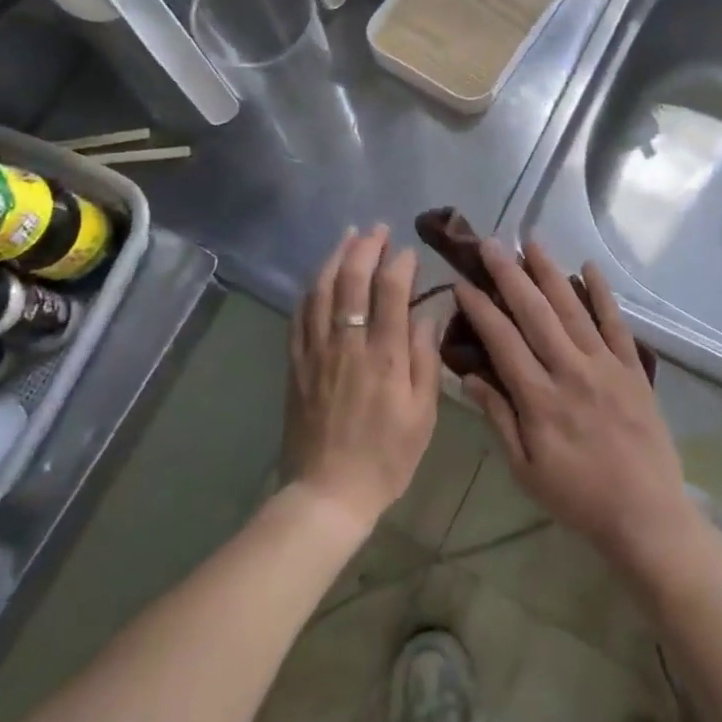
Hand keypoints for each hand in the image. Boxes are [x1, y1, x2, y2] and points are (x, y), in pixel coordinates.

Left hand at [286, 225, 440, 531]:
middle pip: (352, 280)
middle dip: (366, 247)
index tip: (409, 252)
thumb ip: (425, 360)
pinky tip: (319, 278)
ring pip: (321, 290)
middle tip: (378, 229)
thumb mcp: (423, 415)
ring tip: (348, 237)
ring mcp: (316, 351)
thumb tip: (426, 315)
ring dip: (335, 258)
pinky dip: (311, 289)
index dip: (400, 263)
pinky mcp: (296, 363)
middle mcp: (347, 343)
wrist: (328, 493)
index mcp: (384, 355)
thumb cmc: (386, 457)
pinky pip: (299, 315)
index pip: (390, 291)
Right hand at [454, 241, 703, 577]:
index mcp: (539, 399)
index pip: (502, 341)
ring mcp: (605, 366)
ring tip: (531, 242)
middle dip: (510, 275)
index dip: (480, 308)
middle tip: (491, 244)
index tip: (462, 282)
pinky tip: (589, 267)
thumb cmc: (578, 497)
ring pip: (572, 309)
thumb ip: (498, 419)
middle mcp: (570, 371)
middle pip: (535, 313)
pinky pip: (616, 323)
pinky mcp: (632, 368)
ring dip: (550, 273)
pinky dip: (602, 293)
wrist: (645, 514)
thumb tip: (468, 375)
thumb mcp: (525, 469)